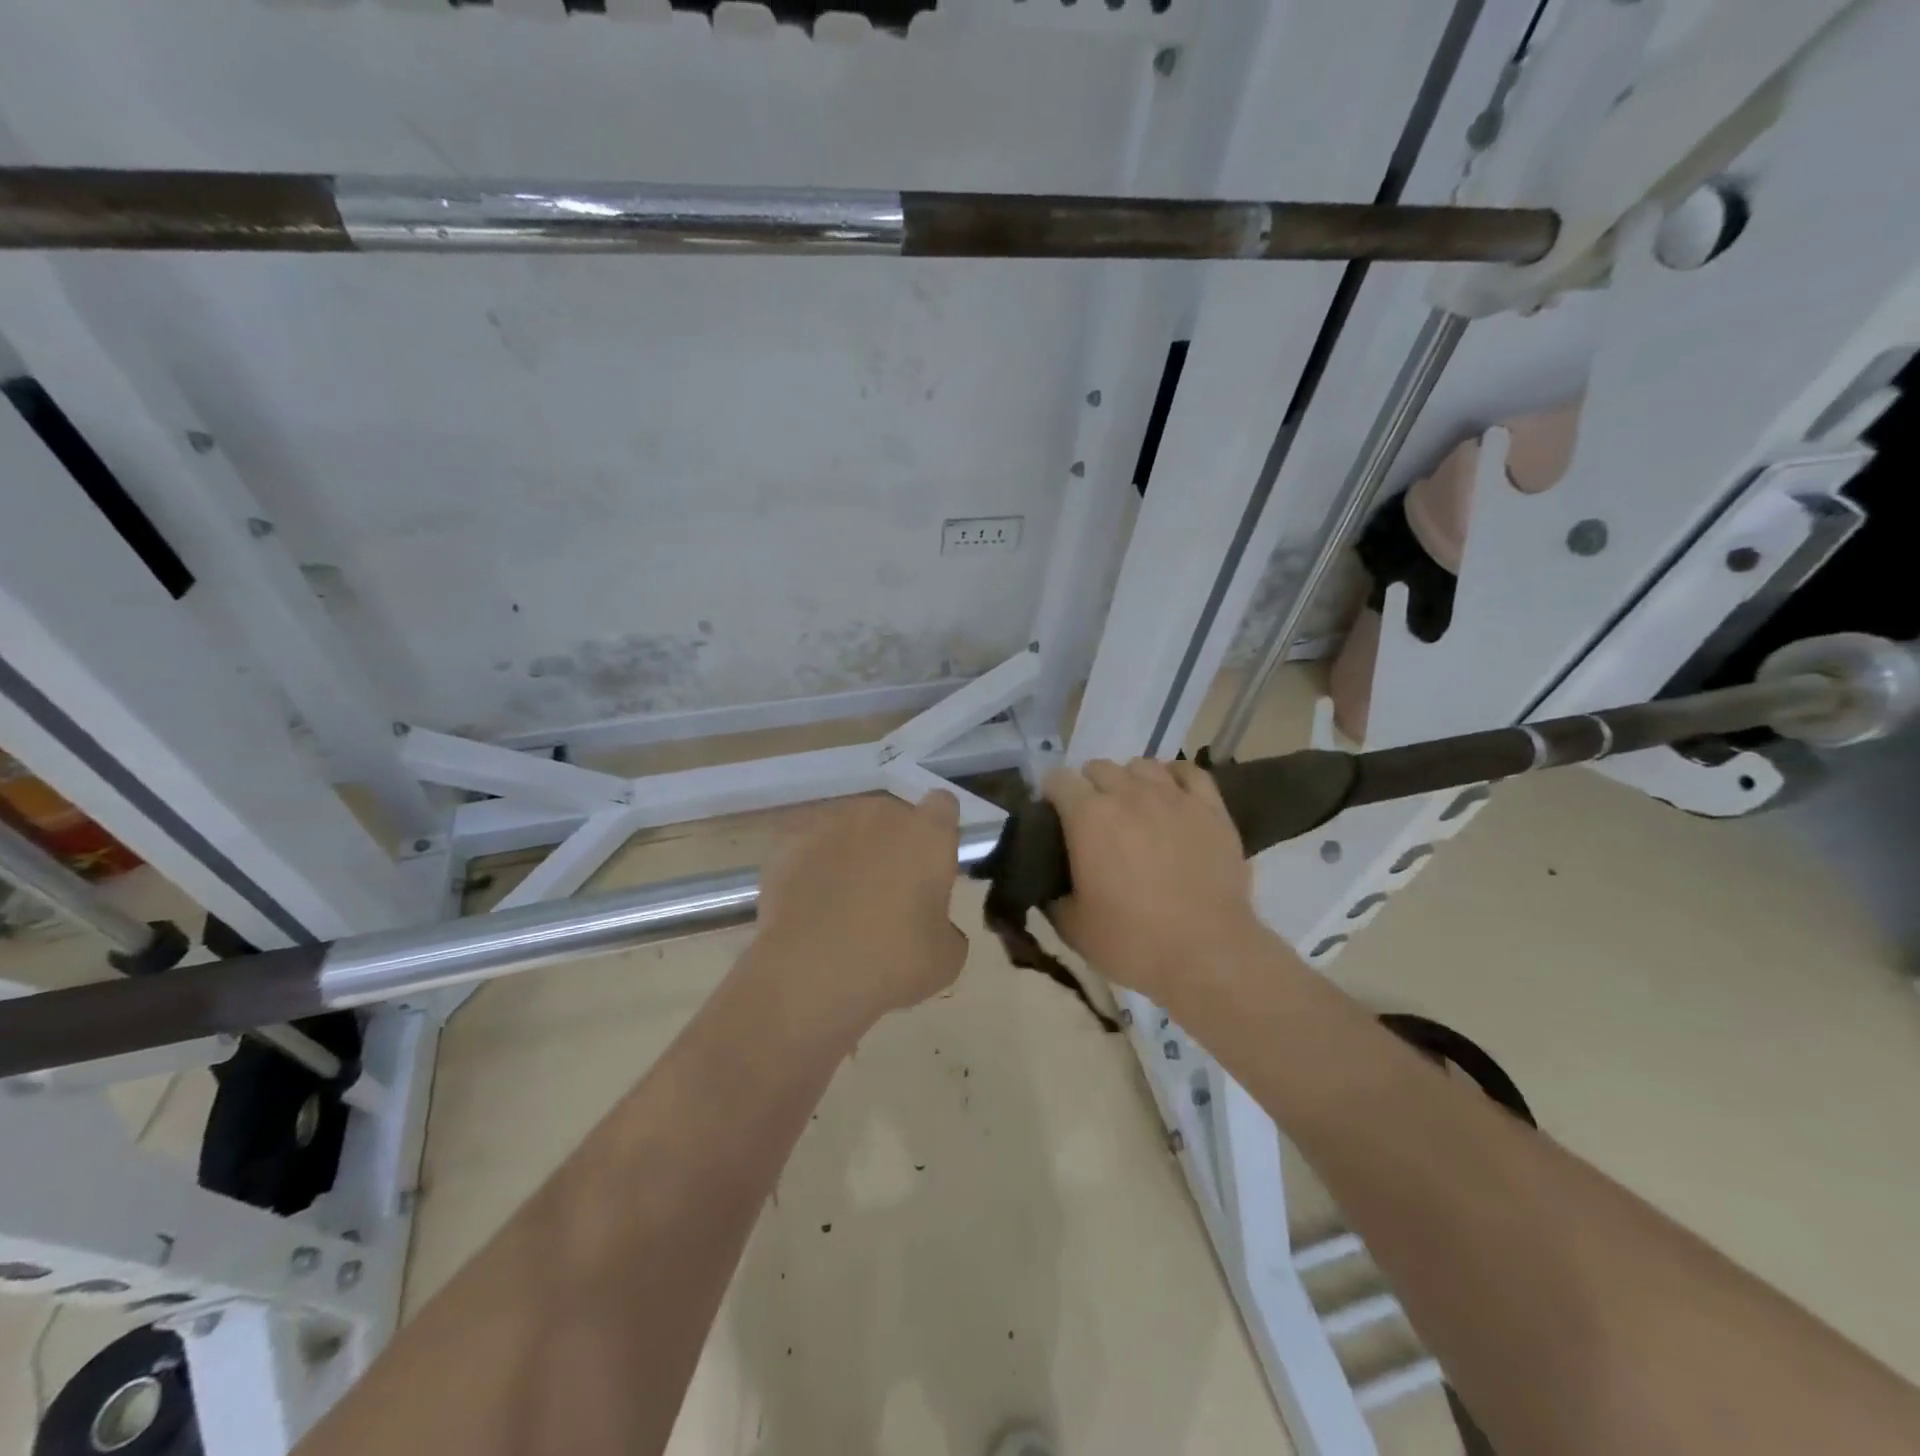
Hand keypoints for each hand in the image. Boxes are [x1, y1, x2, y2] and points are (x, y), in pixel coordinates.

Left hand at [752, 791, 967, 1029]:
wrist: (808, 973)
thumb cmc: (891, 962)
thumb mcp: (945, 958)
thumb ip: (946, 926)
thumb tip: (932, 924)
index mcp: (927, 835)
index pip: (943, 805)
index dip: (940, 831)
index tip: (935, 862)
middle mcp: (880, 816)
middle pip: (893, 816)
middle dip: (894, 843)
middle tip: (890, 891)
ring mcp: (830, 825)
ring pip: (850, 829)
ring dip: (852, 852)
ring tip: (843, 899)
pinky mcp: (789, 843)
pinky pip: (811, 848)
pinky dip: (813, 867)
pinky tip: (809, 905)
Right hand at [1043, 758, 1268, 1009]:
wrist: (1207, 954)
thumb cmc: (1132, 942)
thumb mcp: (1072, 926)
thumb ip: (1053, 895)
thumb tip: (1050, 883)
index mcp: (1088, 817)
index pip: (1058, 781)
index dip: (1051, 796)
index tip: (1053, 818)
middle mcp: (1128, 794)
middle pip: (1099, 768)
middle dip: (1088, 787)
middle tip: (1092, 820)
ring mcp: (1173, 797)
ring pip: (1142, 765)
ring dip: (1129, 780)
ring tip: (1132, 807)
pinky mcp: (1211, 809)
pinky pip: (1190, 772)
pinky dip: (1175, 777)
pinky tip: (1171, 794)